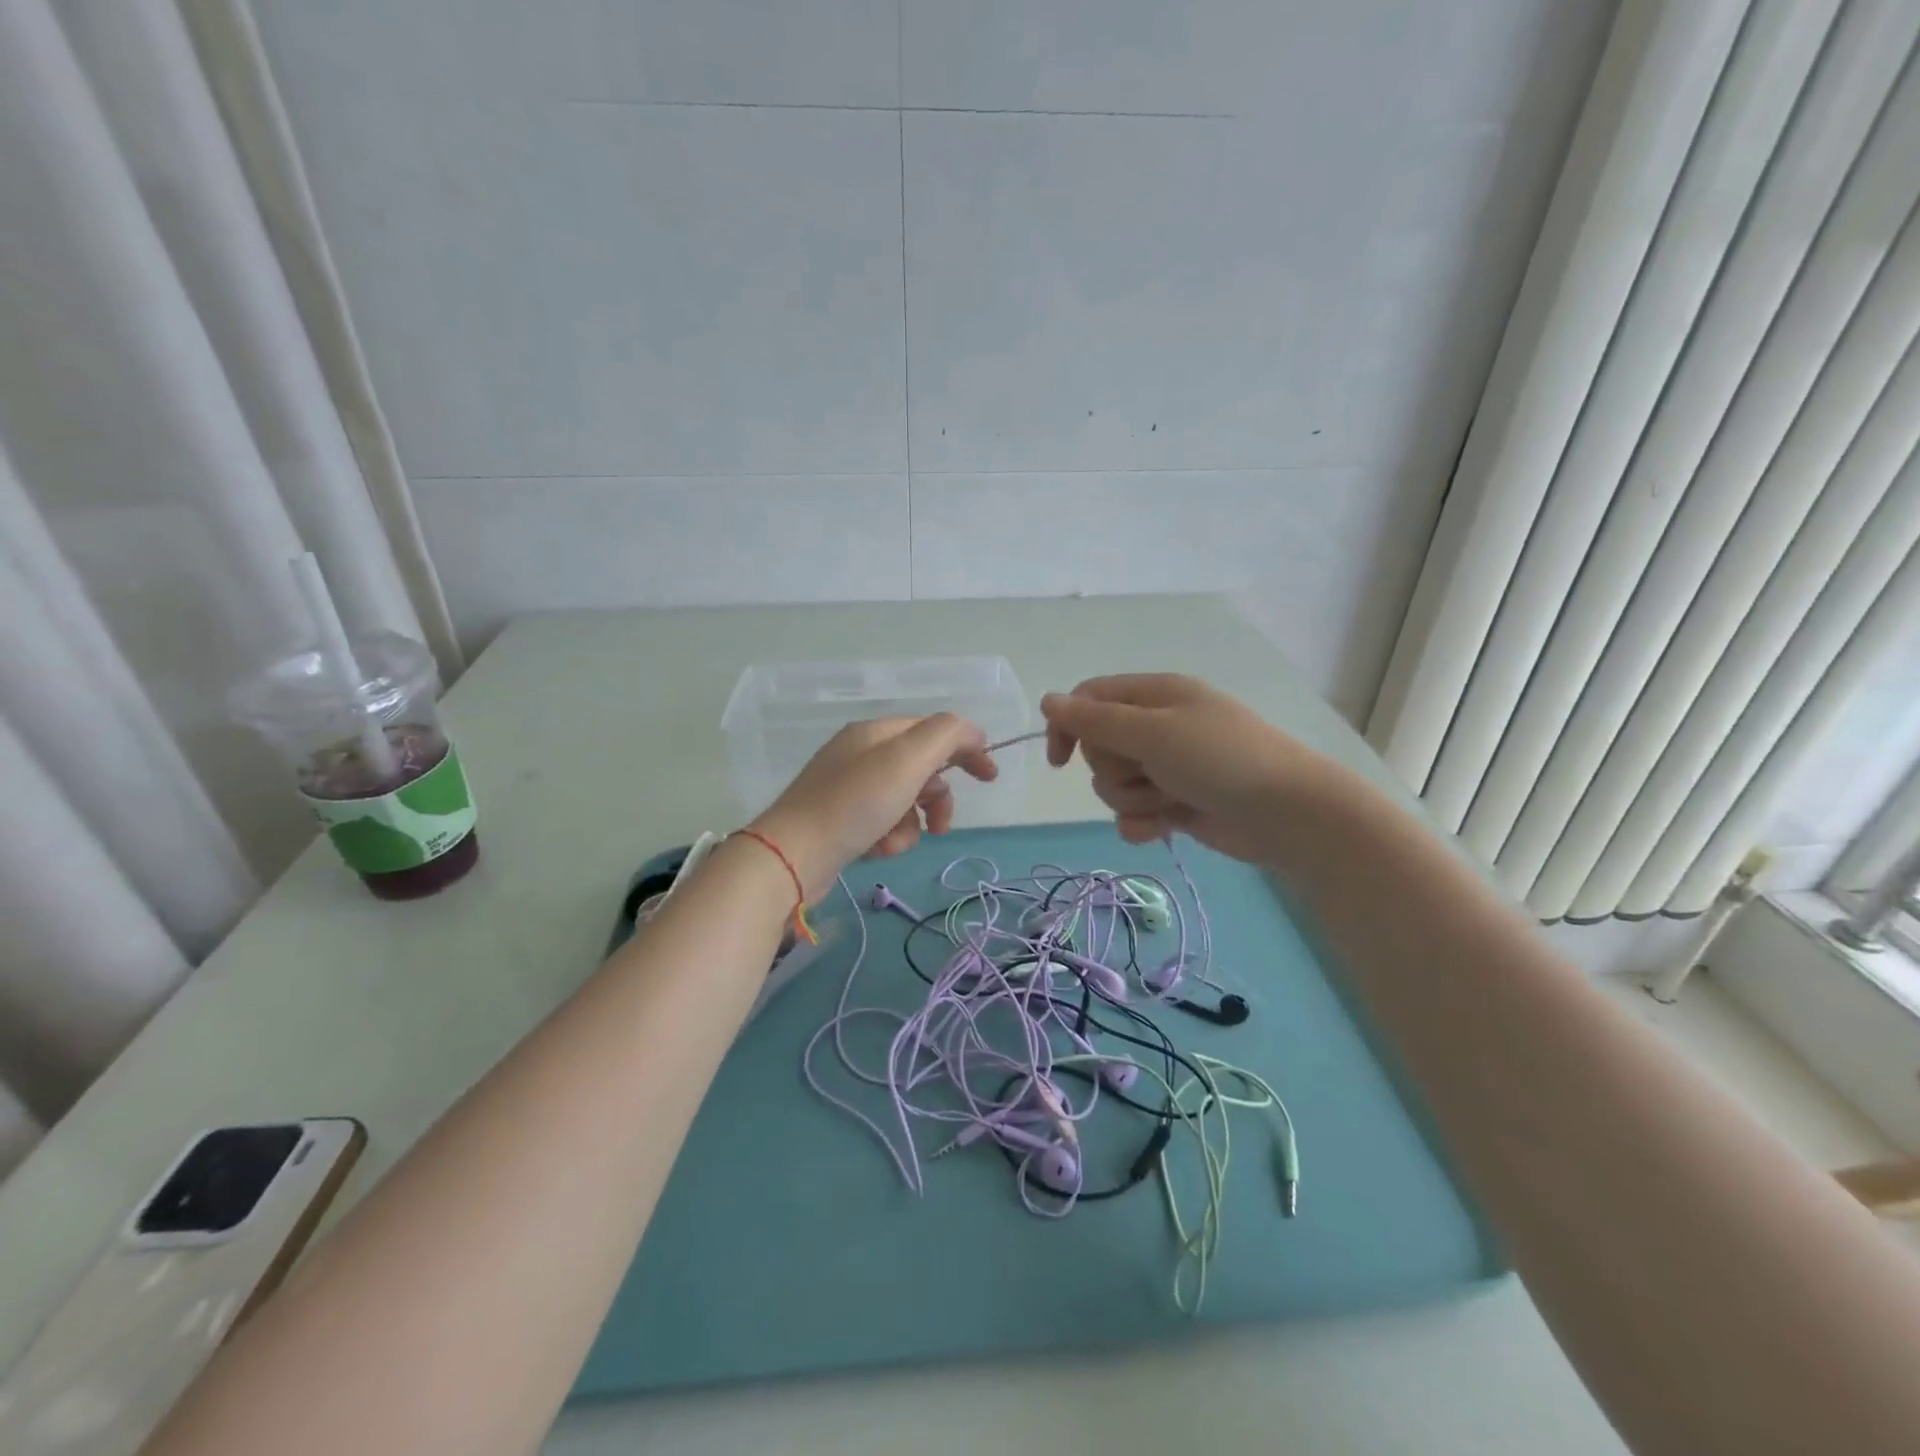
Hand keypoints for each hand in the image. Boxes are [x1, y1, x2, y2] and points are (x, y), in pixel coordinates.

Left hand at [750, 715, 996, 898]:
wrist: (792, 856)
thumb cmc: (855, 803)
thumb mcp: (907, 759)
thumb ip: (947, 735)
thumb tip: (972, 734)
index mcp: (876, 732)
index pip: (934, 729)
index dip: (966, 749)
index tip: (990, 777)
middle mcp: (861, 755)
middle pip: (921, 769)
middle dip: (936, 799)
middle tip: (941, 825)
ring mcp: (847, 789)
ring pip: (905, 803)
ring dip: (910, 826)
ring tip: (893, 842)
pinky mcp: (840, 822)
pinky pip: (882, 825)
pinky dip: (887, 839)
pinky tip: (875, 851)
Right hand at [1041, 673, 1337, 863]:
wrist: (1287, 814)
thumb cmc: (1220, 759)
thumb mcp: (1153, 732)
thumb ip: (1095, 720)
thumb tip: (1047, 700)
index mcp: (1154, 695)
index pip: (1089, 700)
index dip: (1069, 726)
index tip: (1060, 760)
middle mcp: (1157, 727)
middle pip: (1098, 748)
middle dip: (1115, 769)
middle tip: (1150, 772)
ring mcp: (1167, 767)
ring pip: (1113, 785)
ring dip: (1134, 799)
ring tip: (1171, 801)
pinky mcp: (1175, 803)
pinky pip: (1134, 814)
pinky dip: (1145, 823)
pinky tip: (1167, 828)